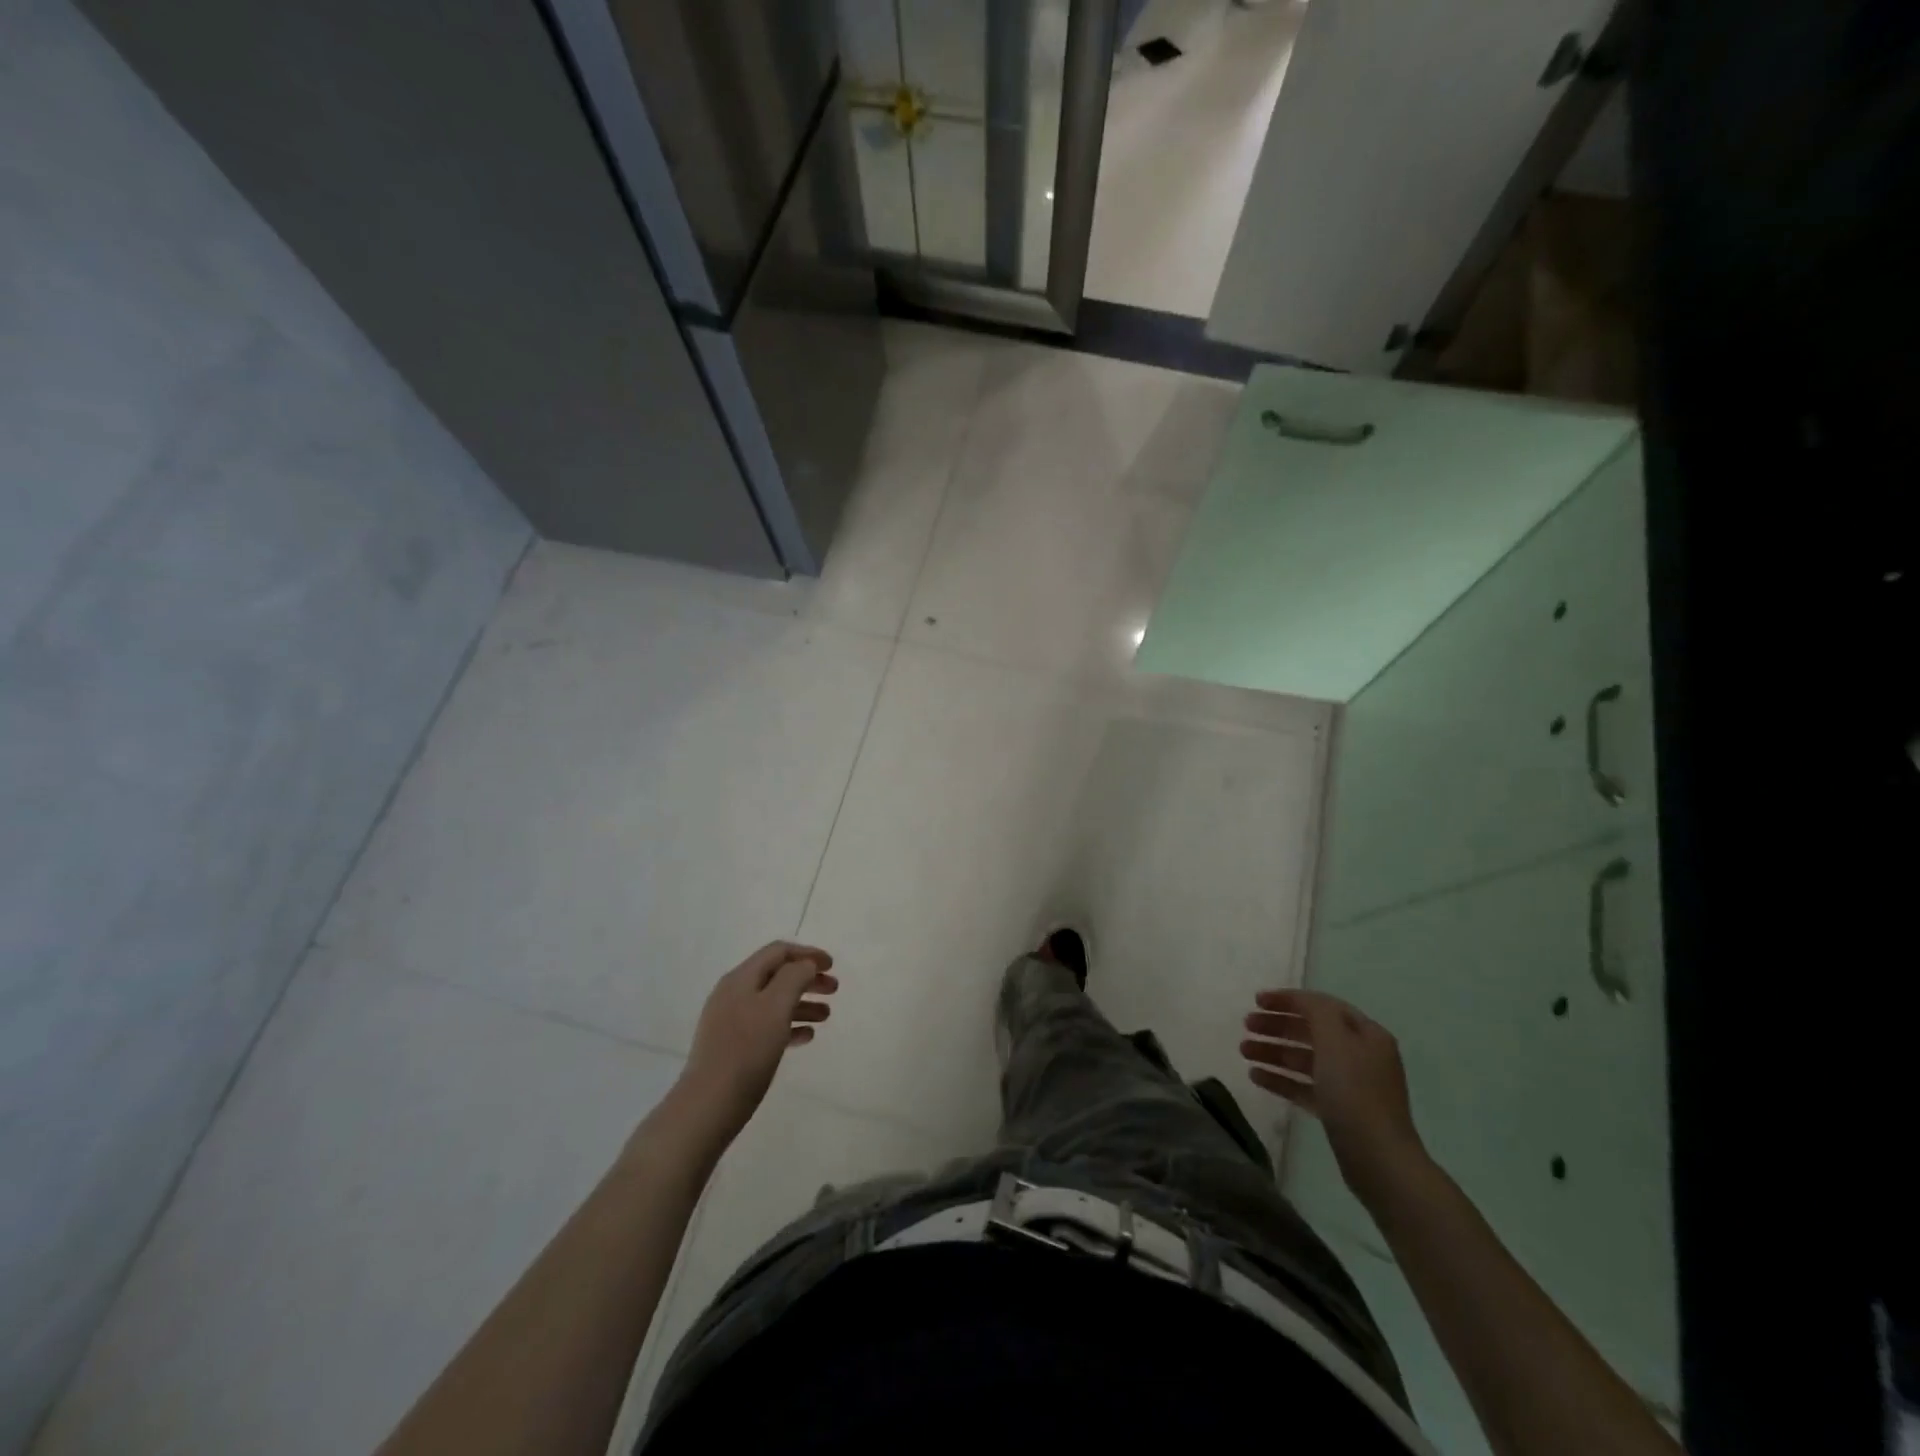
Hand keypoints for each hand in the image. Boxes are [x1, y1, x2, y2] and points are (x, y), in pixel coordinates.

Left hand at [680, 942, 836, 1140]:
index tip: (832, 966)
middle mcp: (734, 994)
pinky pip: (766, 1026)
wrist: (708, 1105)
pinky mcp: (732, 1046)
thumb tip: (805, 965)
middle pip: (777, 975)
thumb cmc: (746, 1051)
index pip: (778, 952)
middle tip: (834, 990)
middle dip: (807, 978)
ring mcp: (731, 1021)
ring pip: (774, 1002)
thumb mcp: (776, 1006)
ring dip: (802, 1003)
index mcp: (741, 979)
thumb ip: (794, 977)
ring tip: (826, 1016)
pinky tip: (806, 1037)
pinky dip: (789, 1025)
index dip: (807, 954)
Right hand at [1242, 988, 1425, 1196]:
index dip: (1289, 999)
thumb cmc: (1355, 1092)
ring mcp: (1349, 1086)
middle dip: (1277, 1026)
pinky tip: (1255, 1076)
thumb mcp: (1335, 1040)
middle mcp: (1360, 1056)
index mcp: (1366, 1035)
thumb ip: (1316, 1011)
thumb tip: (1302, 1001)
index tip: (1256, 1000)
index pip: (1322, 1006)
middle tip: (1246, 1025)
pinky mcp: (1337, 1112)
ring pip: (1304, 1060)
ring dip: (1273, 1052)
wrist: (1378, 1160)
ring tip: (1243, 1051)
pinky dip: (1280, 1079)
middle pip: (1311, 1032)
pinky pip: (1304, 1086)